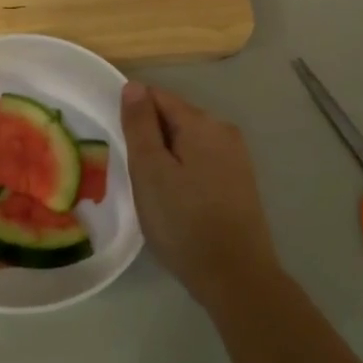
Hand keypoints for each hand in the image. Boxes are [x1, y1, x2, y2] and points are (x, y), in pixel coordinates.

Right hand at [121, 81, 280, 311]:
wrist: (235, 276)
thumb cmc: (183, 221)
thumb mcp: (150, 170)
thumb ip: (140, 124)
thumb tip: (134, 86)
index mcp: (201, 122)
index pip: (156, 96)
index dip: (133, 116)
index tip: (121, 146)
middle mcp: (223, 130)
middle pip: (174, 118)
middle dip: (151, 138)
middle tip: (135, 176)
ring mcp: (236, 156)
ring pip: (188, 142)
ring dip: (167, 157)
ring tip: (154, 192)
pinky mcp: (241, 181)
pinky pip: (203, 162)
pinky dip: (185, 172)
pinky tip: (178, 201)